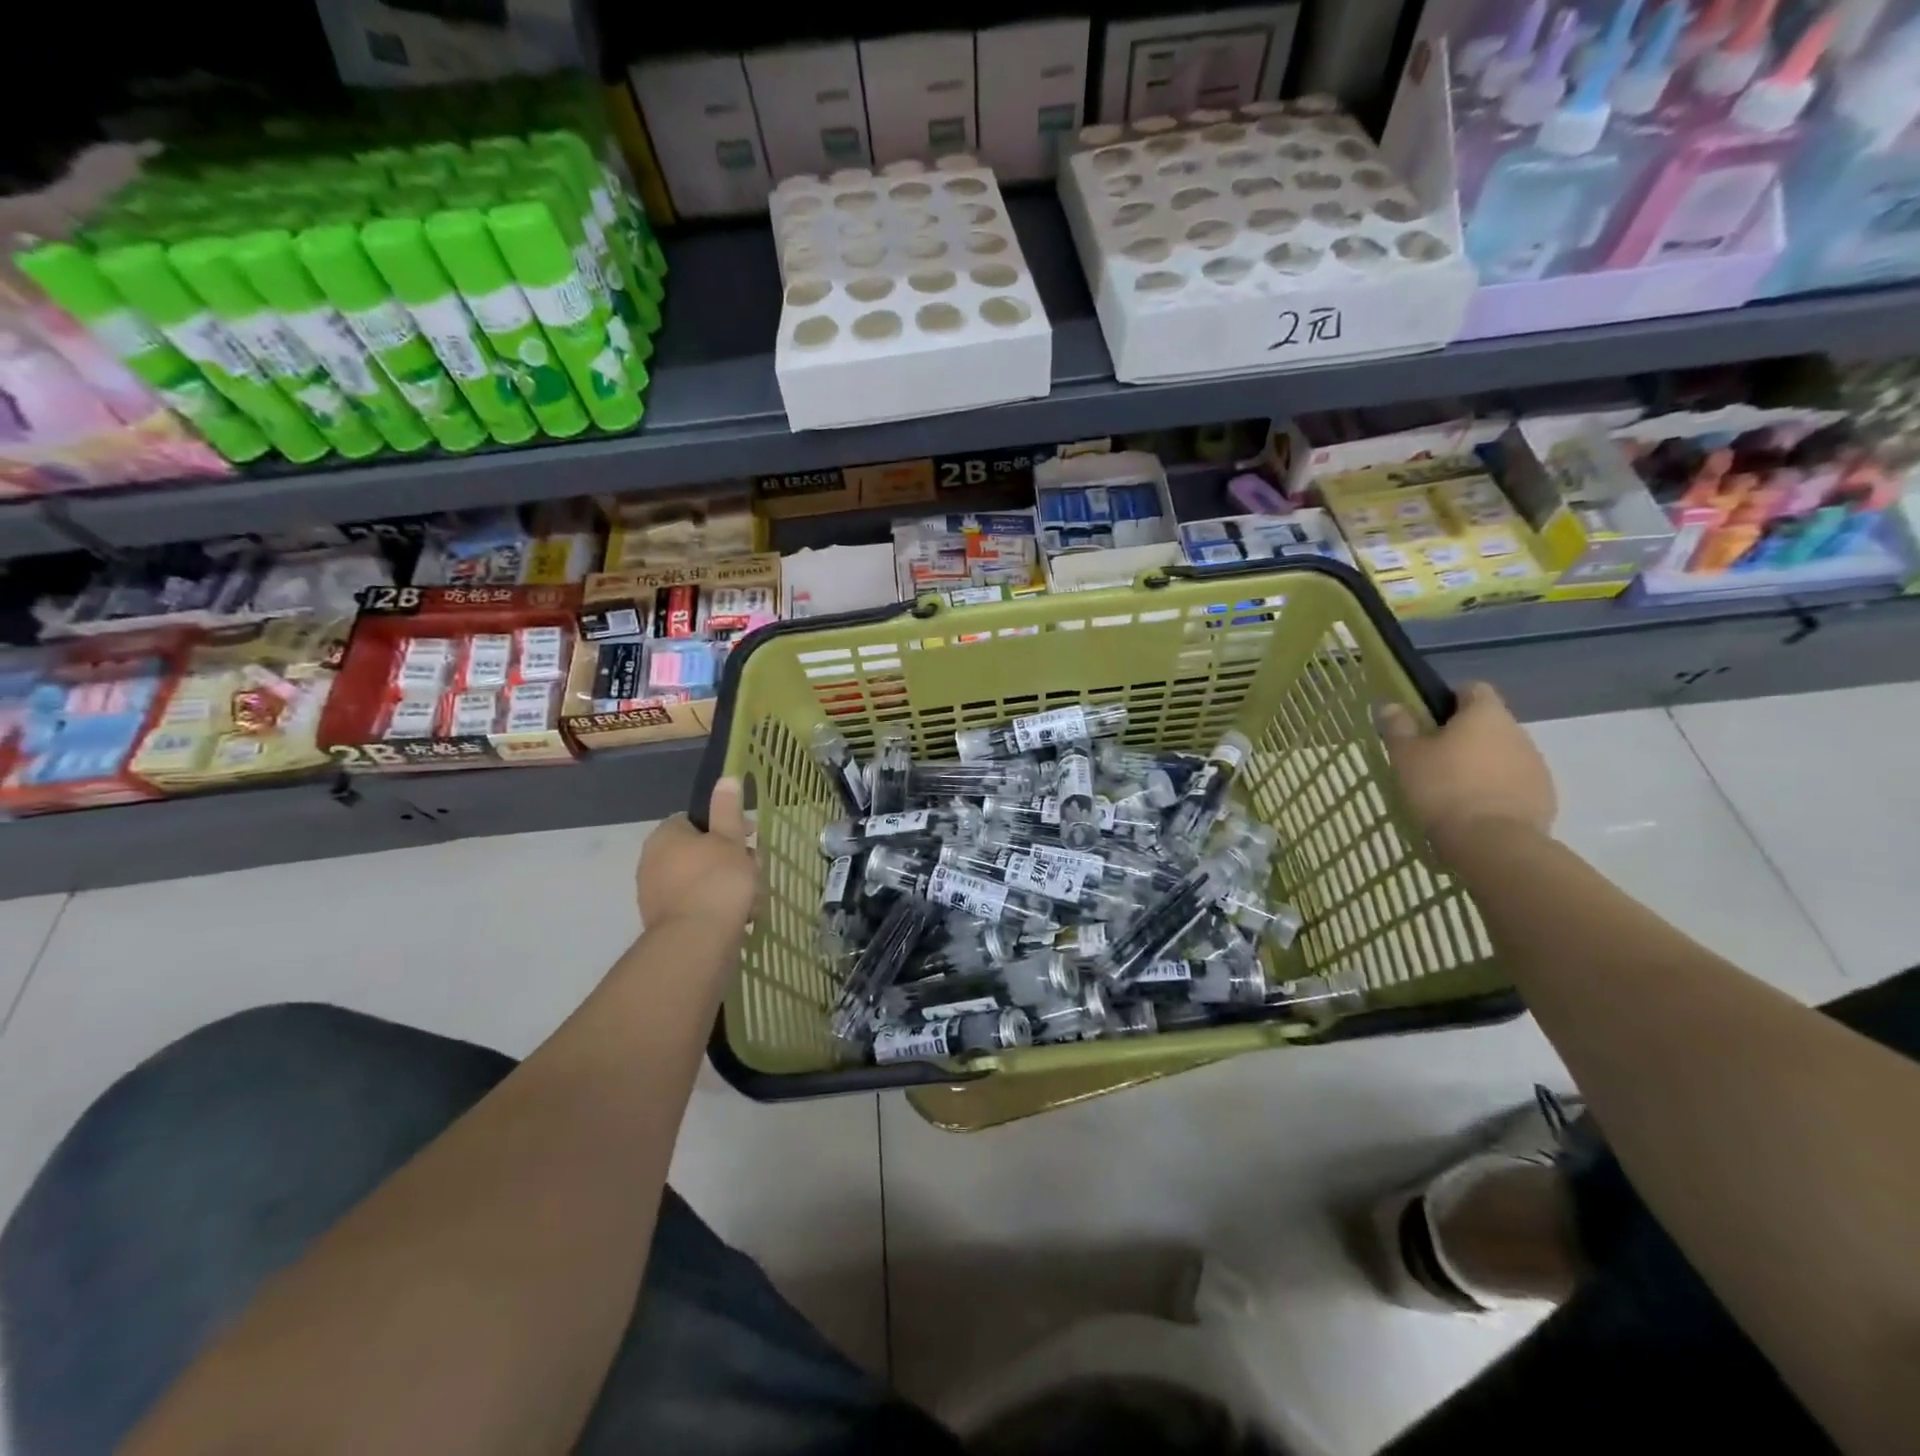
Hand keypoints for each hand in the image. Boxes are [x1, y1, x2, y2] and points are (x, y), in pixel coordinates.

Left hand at [636, 778, 756, 931]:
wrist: (697, 942)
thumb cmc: (717, 881)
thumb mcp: (730, 839)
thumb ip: (728, 810)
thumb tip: (725, 778)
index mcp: (665, 836)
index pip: (695, 820)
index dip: (726, 825)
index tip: (750, 836)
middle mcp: (652, 862)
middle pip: (701, 851)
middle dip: (732, 859)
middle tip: (755, 870)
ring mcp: (656, 895)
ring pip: (702, 880)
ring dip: (729, 885)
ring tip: (753, 899)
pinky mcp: (666, 923)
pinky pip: (697, 905)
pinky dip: (718, 908)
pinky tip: (741, 918)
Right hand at [1377, 682, 1555, 845]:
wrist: (1492, 842)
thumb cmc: (1442, 788)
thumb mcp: (1406, 756)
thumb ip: (1399, 727)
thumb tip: (1392, 705)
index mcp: (1485, 714)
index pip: (1473, 689)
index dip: (1450, 699)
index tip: (1429, 720)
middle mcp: (1518, 732)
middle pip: (1489, 724)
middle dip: (1465, 736)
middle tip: (1433, 759)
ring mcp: (1536, 765)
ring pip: (1504, 754)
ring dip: (1482, 764)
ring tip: (1453, 790)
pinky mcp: (1545, 797)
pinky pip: (1516, 783)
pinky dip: (1497, 790)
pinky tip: (1475, 811)